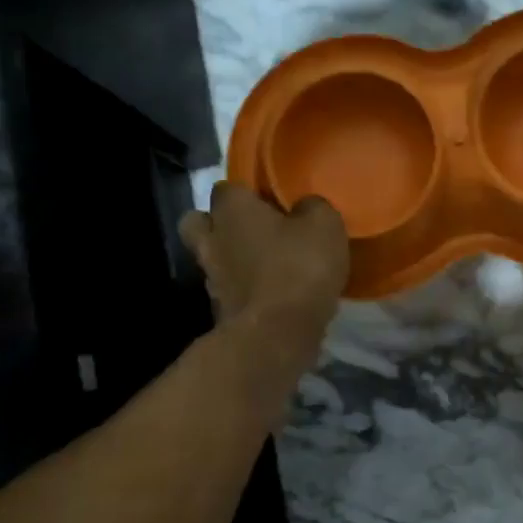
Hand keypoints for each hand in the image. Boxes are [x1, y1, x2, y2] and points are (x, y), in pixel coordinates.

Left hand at [178, 183, 348, 339]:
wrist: (276, 335)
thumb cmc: (299, 268)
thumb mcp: (324, 225)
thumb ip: (312, 208)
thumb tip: (305, 208)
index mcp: (233, 211)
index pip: (228, 187)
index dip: (247, 192)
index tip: (269, 199)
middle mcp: (213, 240)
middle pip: (198, 222)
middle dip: (218, 223)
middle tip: (251, 228)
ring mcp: (211, 279)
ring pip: (212, 258)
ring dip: (232, 259)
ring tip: (265, 265)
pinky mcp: (220, 311)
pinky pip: (229, 290)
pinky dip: (244, 290)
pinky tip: (271, 294)